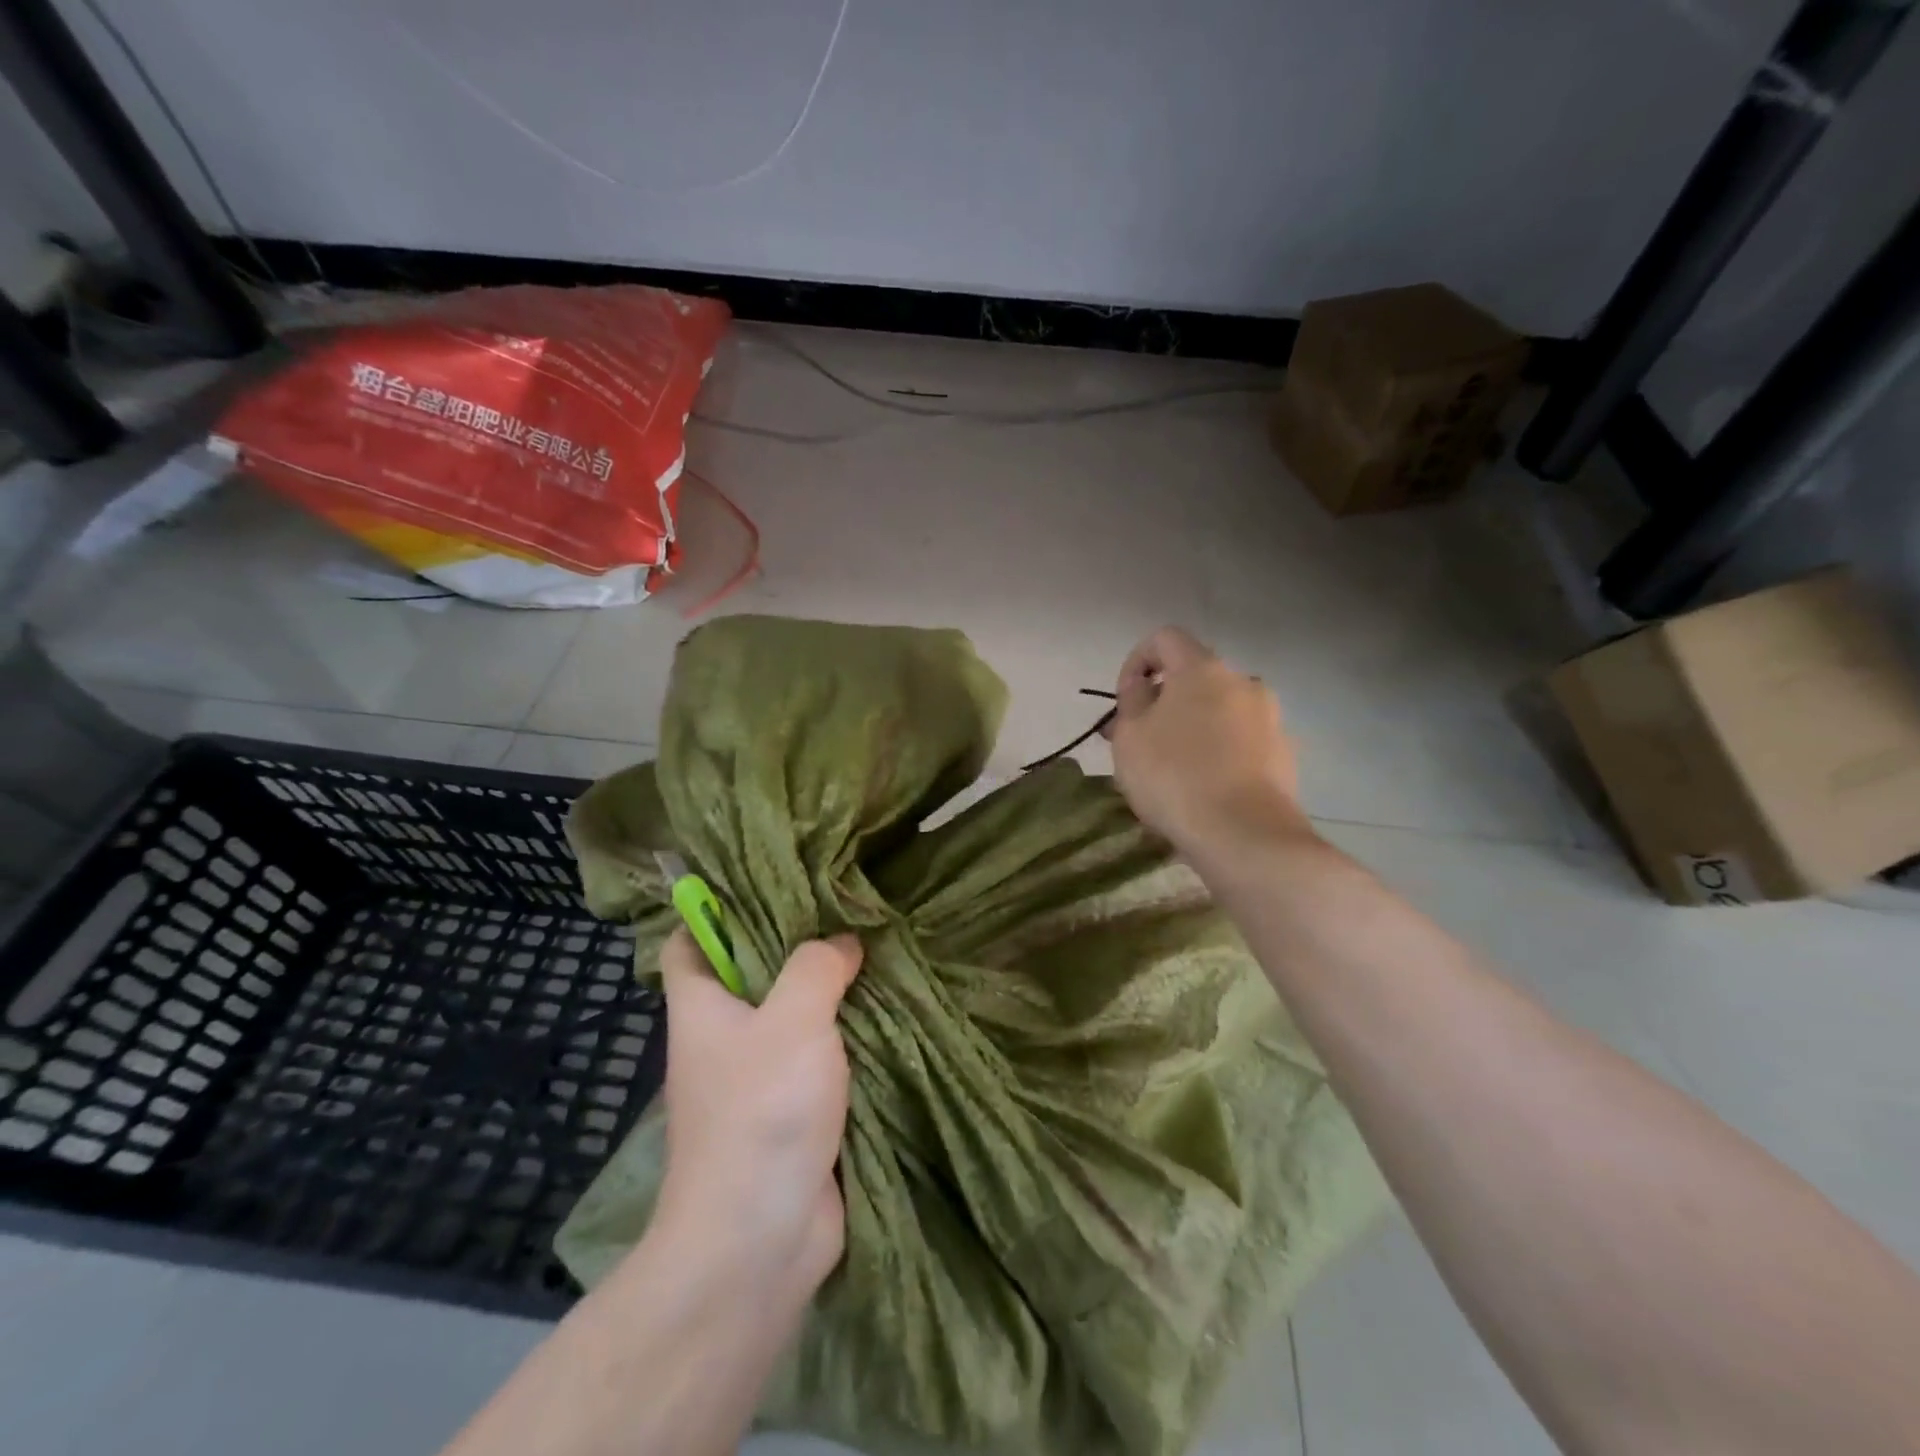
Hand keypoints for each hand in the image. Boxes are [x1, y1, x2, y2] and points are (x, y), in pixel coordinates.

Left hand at [652, 928, 863, 1297]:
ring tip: (875, 951)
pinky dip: (845, 1039)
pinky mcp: (791, 1112)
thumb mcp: (793, 1019)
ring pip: (791, 1017)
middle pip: (750, 974)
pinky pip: (818, 1059)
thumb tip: (842, 941)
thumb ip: (817, 966)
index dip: (714, 911)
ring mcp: (755, 1079)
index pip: (687, 942)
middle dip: (795, 944)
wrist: (759, 1241)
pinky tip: (885, 1013)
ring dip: (829, 994)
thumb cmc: (762, 1113)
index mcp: (702, 1008)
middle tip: (845, 910)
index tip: (769, 885)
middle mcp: (723, 1039)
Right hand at [1107, 626, 1314, 857]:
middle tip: (1141, 740)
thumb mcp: (1130, 737)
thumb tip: (1142, 686)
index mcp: (1203, 669)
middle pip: (1195, 678)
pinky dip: (1219, 752)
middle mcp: (1244, 682)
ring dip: (1193, 728)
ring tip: (1171, 769)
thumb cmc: (1174, 777)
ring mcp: (1270, 718)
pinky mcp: (1285, 755)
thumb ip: (1131, 700)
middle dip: (1165, 702)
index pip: (1165, 638)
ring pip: (1219, 711)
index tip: (1125, 700)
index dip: (1137, 660)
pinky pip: (1240, 741)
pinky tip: (1203, 788)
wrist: (1245, 836)